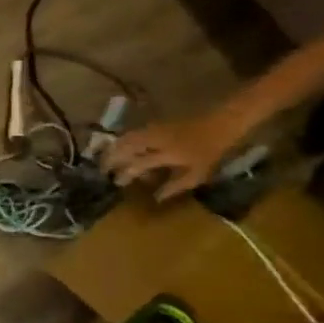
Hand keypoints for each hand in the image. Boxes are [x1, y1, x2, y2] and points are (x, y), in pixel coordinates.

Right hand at [104, 115, 237, 199]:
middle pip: (126, 148)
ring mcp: (154, 131)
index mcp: (166, 155)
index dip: (125, 174)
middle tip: (103, 169)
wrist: (221, 124)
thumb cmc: (211, 152)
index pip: (137, 165)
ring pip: (126, 138)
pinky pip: (133, 132)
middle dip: (111, 158)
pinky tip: (120, 145)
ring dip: (114, 148)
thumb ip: (175, 186)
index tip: (116, 182)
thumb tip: (156, 198)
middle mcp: (155, 141)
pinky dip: (122, 140)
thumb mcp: (198, 174)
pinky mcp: (154, 125)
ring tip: (105, 157)